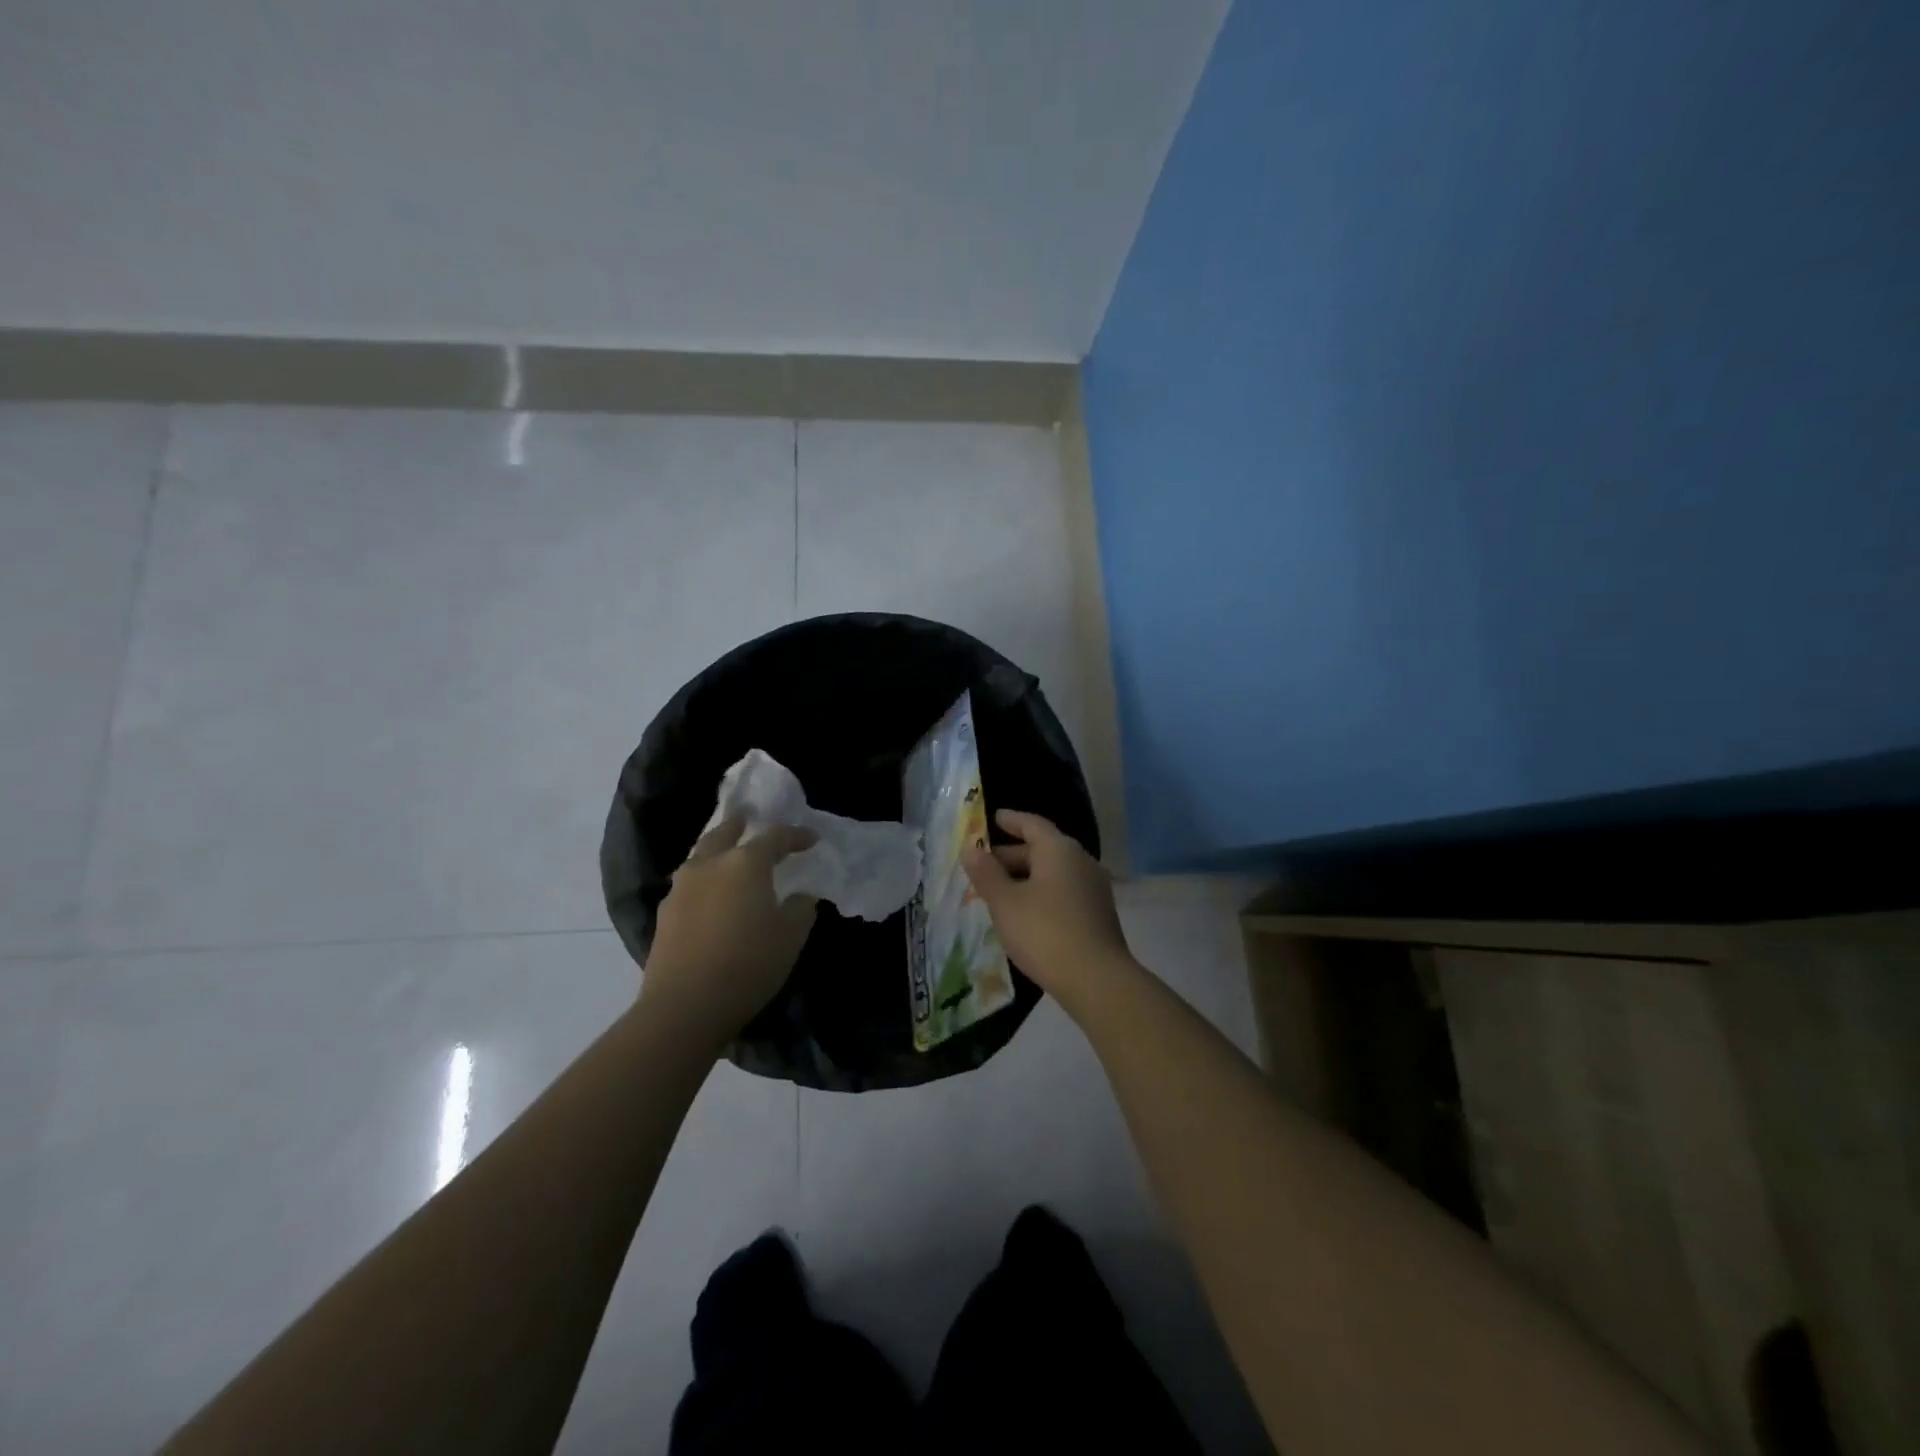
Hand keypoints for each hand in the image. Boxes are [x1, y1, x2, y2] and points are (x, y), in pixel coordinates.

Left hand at [641, 816, 817, 1049]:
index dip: (796, 836)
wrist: (685, 1005)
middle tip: (748, 817)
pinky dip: (703, 879)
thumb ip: (800, 909)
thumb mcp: (790, 937)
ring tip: (727, 855)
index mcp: (745, 864)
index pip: (775, 837)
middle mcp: (709, 865)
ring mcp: (681, 888)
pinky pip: (688, 883)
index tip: (811, 839)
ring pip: (700, 856)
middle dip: (739, 824)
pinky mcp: (664, 913)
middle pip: (724, 833)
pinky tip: (709, 894)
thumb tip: (800, 896)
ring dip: (716, 850)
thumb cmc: (748, 964)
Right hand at [960, 809, 1132, 1012]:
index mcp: (1059, 849)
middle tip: (983, 866)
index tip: (993, 818)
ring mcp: (1093, 888)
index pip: (1032, 824)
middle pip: (1042, 849)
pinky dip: (1040, 894)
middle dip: (1011, 856)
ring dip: (1025, 878)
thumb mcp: (1005, 902)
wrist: (1096, 980)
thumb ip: (986, 874)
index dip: (1010, 820)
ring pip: (1052, 873)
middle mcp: (1080, 861)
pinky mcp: (1097, 914)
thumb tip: (970, 850)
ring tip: (998, 892)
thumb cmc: (1044, 932)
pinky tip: (1024, 914)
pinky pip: (1063, 892)